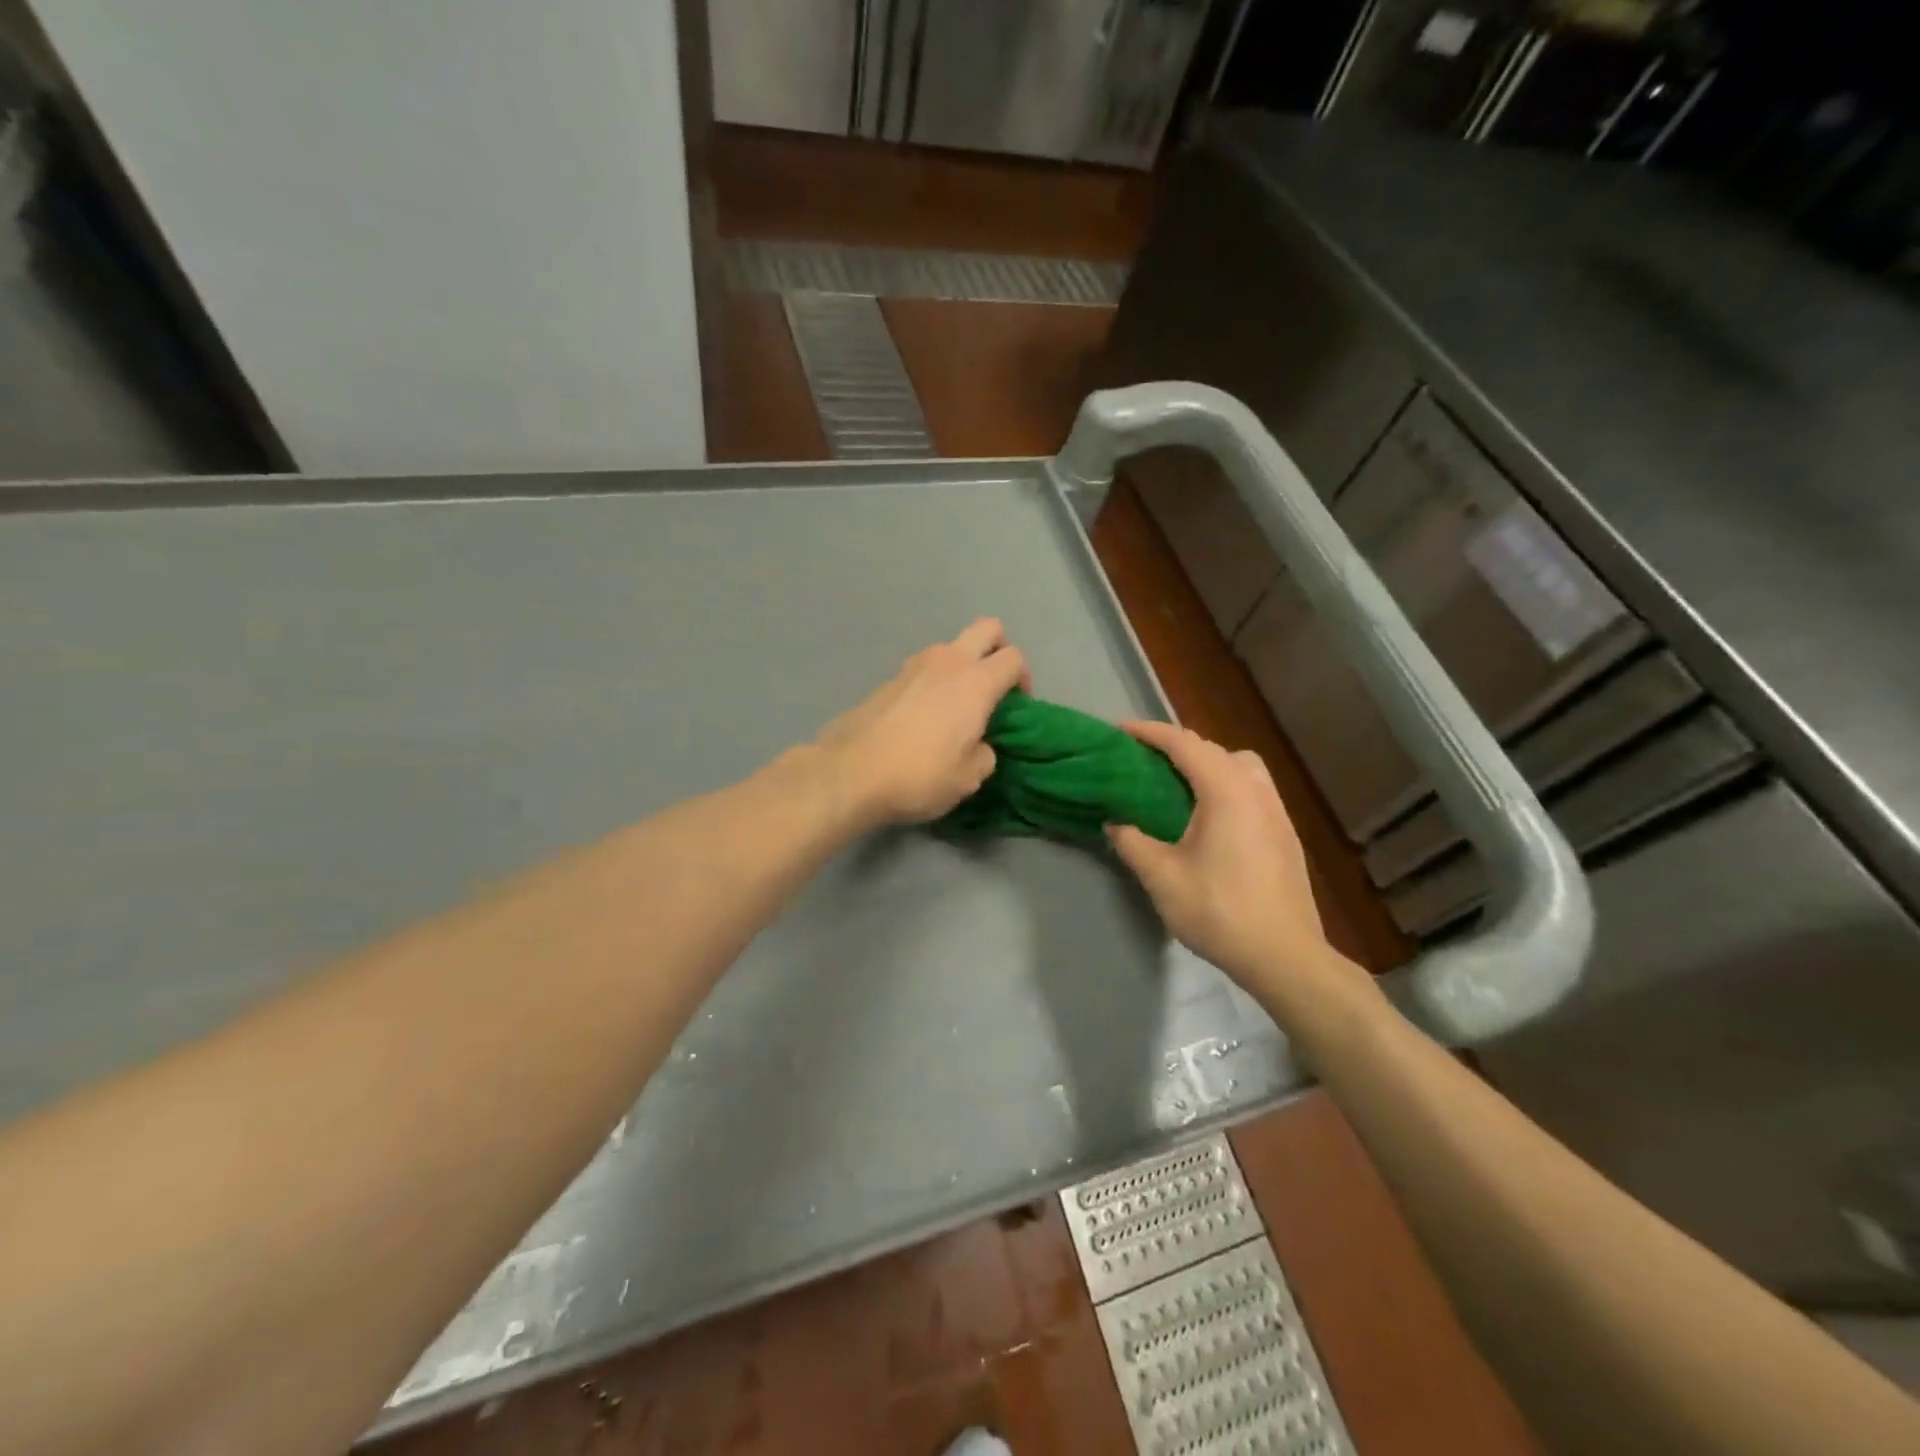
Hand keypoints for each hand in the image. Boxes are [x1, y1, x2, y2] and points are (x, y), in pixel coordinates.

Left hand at [816, 618, 1028, 828]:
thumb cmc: (920, 775)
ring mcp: (914, 665)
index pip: (1014, 657)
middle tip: (993, 685)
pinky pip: (923, 668)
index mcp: (976, 682)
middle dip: (998, 648)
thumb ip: (984, 754)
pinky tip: (923, 716)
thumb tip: (979, 745)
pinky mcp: (888, 678)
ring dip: (961, 665)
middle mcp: (948, 662)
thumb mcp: (968, 778)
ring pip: (950, 647)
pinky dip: (932, 681)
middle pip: (987, 628)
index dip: (1023, 678)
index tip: (1016, 706)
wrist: (851, 773)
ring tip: (955, 704)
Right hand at [1105, 721, 1331, 992]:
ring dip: (1206, 763)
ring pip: (1239, 765)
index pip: (1183, 743)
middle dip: (1175, 746)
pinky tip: (1208, 816)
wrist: (1284, 956)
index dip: (1149, 733)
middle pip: (1213, 748)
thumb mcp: (1162, 877)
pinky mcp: (1285, 832)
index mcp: (1226, 790)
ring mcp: (1276, 810)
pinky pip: (1250, 788)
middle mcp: (1255, 789)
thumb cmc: (1219, 911)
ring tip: (1178, 785)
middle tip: (1142, 760)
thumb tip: (1114, 822)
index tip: (1119, 732)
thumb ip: (1132, 842)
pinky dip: (1225, 784)